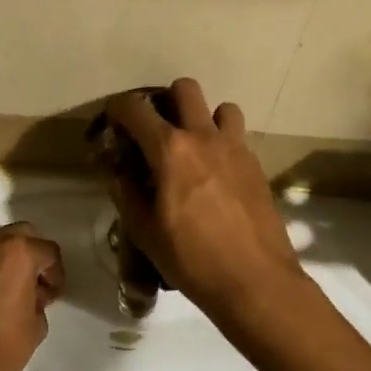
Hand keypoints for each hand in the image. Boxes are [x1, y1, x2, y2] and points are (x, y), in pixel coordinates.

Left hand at [0, 224, 64, 370]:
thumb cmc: (2, 348)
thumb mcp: (37, 325)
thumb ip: (38, 297)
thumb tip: (30, 292)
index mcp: (17, 253)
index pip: (47, 250)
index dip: (54, 273)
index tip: (50, 293)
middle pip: (16, 235)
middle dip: (27, 254)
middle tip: (29, 282)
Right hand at [102, 79, 303, 321]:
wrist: (255, 281)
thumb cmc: (192, 259)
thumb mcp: (145, 233)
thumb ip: (128, 196)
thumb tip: (121, 176)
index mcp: (170, 150)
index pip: (136, 109)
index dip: (118, 108)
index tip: (113, 119)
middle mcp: (204, 137)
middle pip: (186, 89)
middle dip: (166, 99)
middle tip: (158, 129)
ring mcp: (236, 149)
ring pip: (222, 108)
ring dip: (205, 118)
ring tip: (195, 147)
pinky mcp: (257, 166)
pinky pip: (238, 138)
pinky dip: (223, 143)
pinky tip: (216, 174)